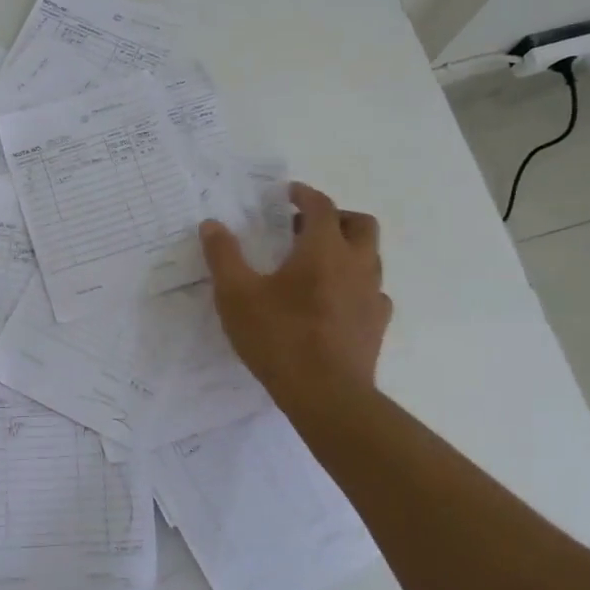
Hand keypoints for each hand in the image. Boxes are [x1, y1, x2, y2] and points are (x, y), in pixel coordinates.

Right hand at [199, 182, 391, 407]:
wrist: (326, 395)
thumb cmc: (279, 338)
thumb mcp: (236, 295)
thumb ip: (223, 256)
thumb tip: (212, 225)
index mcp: (323, 250)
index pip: (321, 206)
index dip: (304, 195)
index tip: (288, 194)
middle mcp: (356, 264)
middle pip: (360, 224)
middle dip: (335, 217)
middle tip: (306, 228)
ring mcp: (372, 295)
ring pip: (370, 257)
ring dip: (348, 249)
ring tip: (318, 264)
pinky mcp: (377, 324)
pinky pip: (373, 292)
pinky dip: (356, 286)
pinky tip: (336, 301)